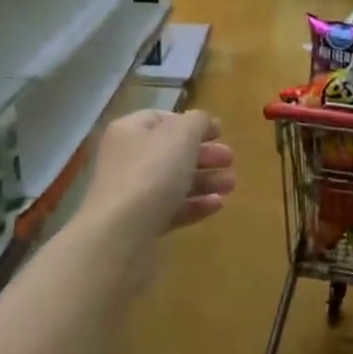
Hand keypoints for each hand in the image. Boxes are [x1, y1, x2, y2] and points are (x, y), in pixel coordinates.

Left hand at [81, 108, 235, 243]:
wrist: (121, 233)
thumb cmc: (152, 173)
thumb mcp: (181, 135)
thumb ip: (197, 122)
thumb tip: (203, 121)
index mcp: (130, 131)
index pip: (162, 119)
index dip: (192, 123)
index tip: (220, 133)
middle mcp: (127, 159)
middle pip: (170, 152)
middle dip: (204, 154)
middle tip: (230, 160)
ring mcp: (132, 194)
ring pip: (173, 182)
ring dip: (205, 181)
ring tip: (231, 185)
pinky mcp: (141, 225)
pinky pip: (172, 209)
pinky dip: (195, 205)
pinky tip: (218, 205)